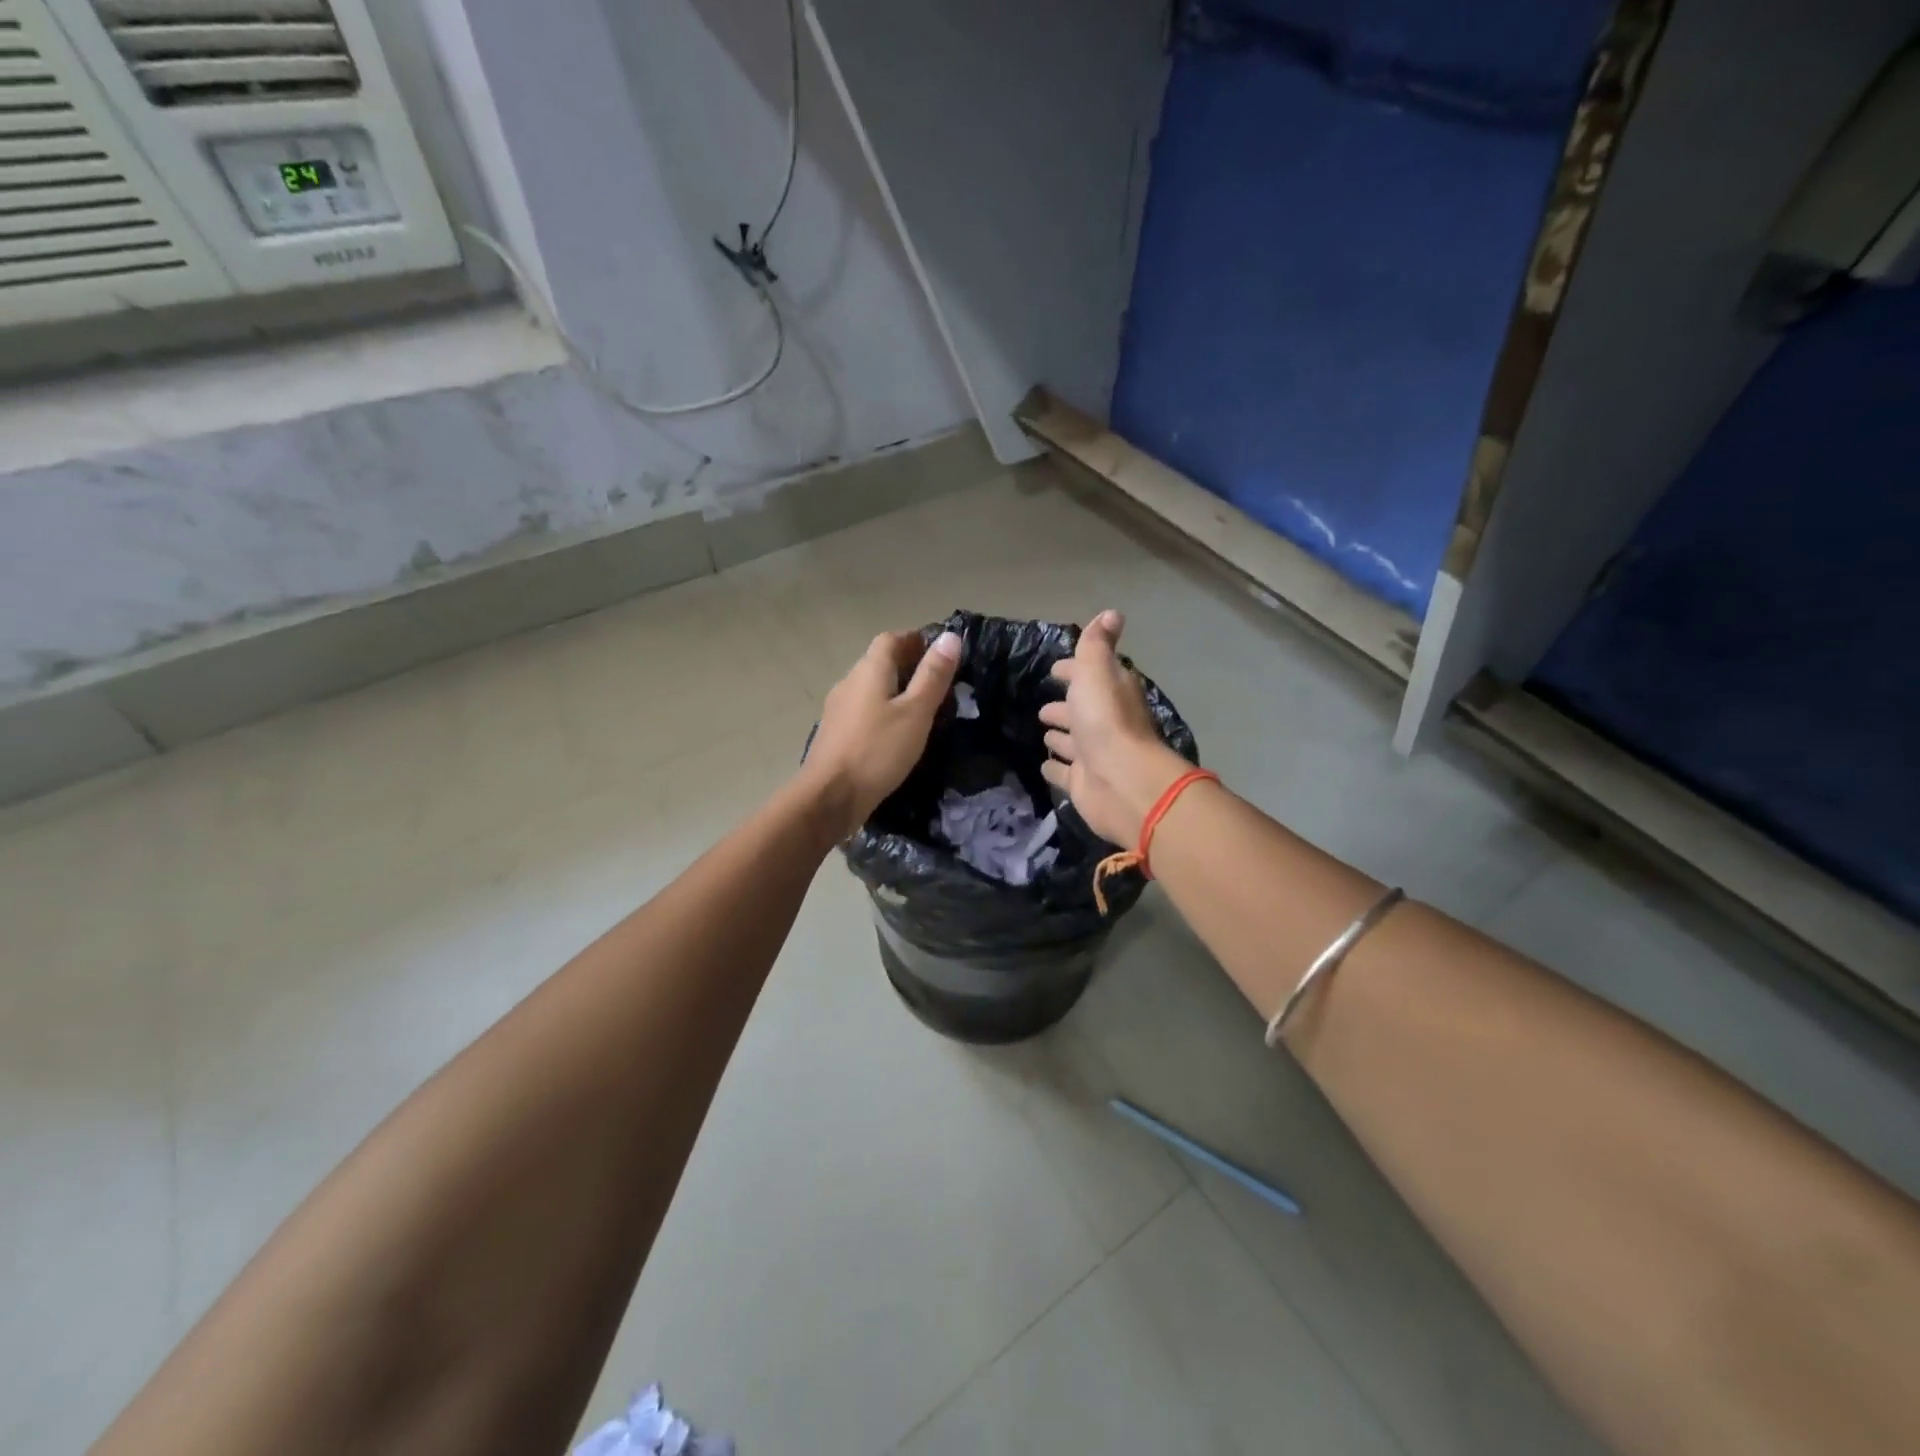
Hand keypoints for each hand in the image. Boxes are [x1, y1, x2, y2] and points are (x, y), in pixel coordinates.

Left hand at [804, 628, 961, 838]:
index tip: (942, 655)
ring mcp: (838, 708)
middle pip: (880, 662)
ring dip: (895, 692)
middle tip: (940, 685)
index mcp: (869, 670)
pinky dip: (883, 713)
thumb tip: (950, 636)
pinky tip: (897, 734)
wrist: (830, 797)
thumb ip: (933, 675)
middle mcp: (849, 682)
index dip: (916, 640)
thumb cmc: (878, 750)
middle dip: (909, 666)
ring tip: (923, 711)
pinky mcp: (836, 734)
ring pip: (871, 688)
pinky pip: (864, 711)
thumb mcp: (916, 712)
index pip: (891, 639)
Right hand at [1038, 610, 1188, 846]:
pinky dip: (1056, 768)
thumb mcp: (1097, 670)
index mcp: (1111, 693)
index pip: (1092, 676)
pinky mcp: (1084, 783)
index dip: (1074, 671)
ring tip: (1044, 733)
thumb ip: (1097, 644)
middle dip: (1065, 707)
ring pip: (1074, 742)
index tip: (1056, 670)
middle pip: (1082, 711)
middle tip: (1043, 708)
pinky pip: (1065, 773)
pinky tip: (1044, 765)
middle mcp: (1105, 723)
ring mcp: (1094, 755)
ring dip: (1061, 737)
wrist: (1121, 781)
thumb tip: (1112, 613)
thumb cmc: (1106, 720)